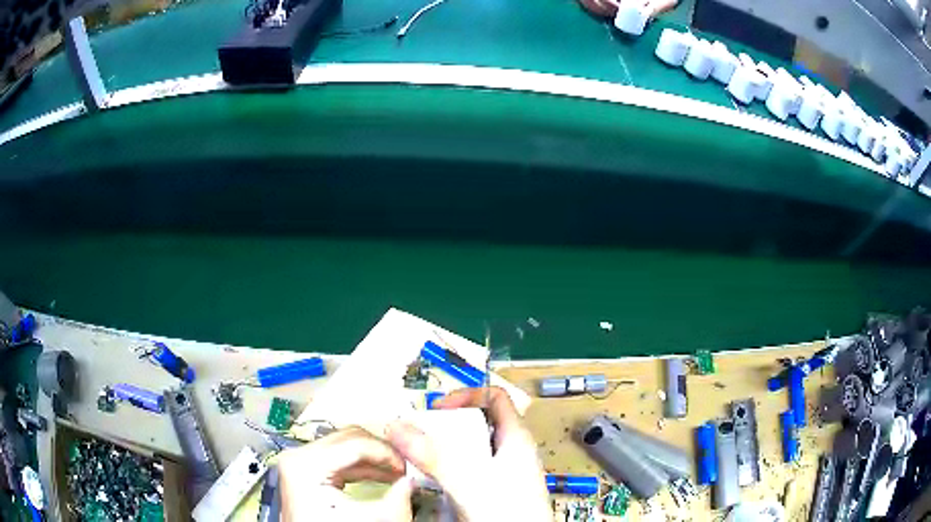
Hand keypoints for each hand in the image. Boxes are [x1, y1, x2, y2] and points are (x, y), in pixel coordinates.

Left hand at [278, 426, 413, 521]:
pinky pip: (338, 458)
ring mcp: (300, 461)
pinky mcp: (306, 469)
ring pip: (345, 446)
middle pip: (348, 438)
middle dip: (380, 452)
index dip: (387, 453)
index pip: (356, 444)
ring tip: (396, 472)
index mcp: (306, 464)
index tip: (406, 466)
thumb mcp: (372, 519)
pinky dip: (361, 467)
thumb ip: (397, 498)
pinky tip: (381, 476)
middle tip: (403, 465)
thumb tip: (412, 480)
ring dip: (373, 459)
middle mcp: (298, 456)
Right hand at [386, 387, 551, 520]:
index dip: (467, 396)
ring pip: (469, 448)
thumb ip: (434, 457)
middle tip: (422, 434)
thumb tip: (401, 430)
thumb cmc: (514, 514)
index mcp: (516, 439)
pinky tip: (436, 478)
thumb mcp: (470, 481)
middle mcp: (510, 452)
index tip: (439, 407)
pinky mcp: (491, 488)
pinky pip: (466, 468)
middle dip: (447, 427)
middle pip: (476, 424)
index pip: (495, 398)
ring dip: (444, 449)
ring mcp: (501, 471)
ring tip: (422, 455)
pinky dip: (448, 468)